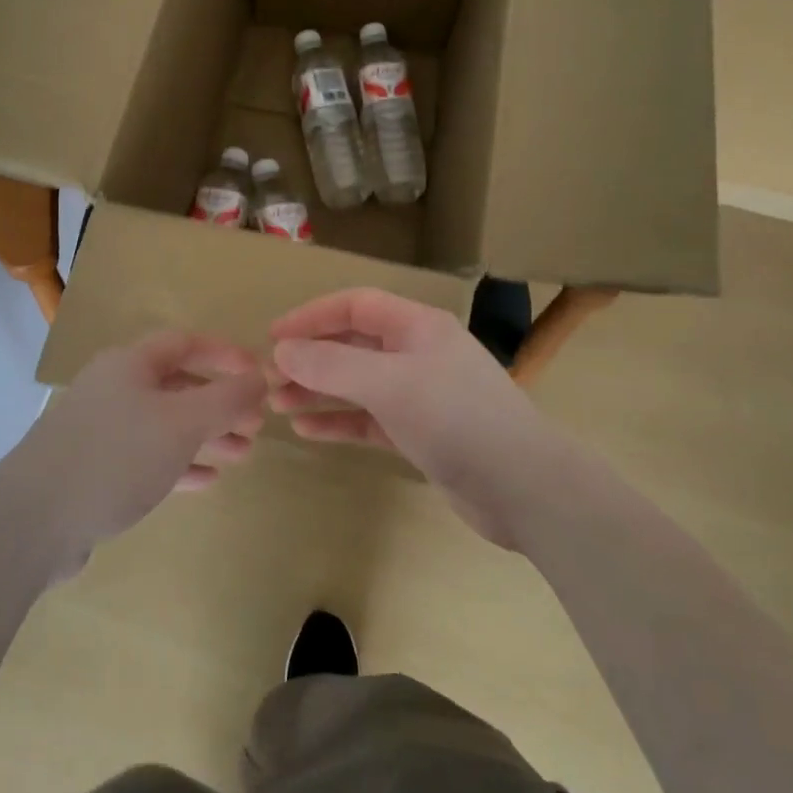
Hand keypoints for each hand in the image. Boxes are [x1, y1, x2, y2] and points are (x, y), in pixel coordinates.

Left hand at [12, 331, 267, 562]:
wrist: (34, 521)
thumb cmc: (116, 457)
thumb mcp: (182, 423)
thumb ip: (226, 398)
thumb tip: (260, 377)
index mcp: (129, 364)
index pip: (185, 342)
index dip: (225, 354)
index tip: (259, 374)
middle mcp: (113, 388)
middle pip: (176, 386)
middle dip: (220, 403)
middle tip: (256, 425)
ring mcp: (100, 430)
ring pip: (164, 425)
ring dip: (205, 436)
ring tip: (243, 455)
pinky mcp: (93, 469)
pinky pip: (146, 457)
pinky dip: (179, 463)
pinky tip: (207, 480)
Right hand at [268, 288, 549, 546]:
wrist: (524, 487)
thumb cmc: (456, 419)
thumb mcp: (389, 385)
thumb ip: (331, 365)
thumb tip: (282, 351)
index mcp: (418, 327)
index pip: (355, 305)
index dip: (311, 316)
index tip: (273, 336)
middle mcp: (419, 353)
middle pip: (353, 343)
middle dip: (310, 358)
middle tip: (268, 377)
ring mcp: (421, 394)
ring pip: (358, 383)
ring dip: (318, 390)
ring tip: (277, 404)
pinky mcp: (421, 432)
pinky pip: (370, 418)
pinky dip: (340, 421)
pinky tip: (306, 431)